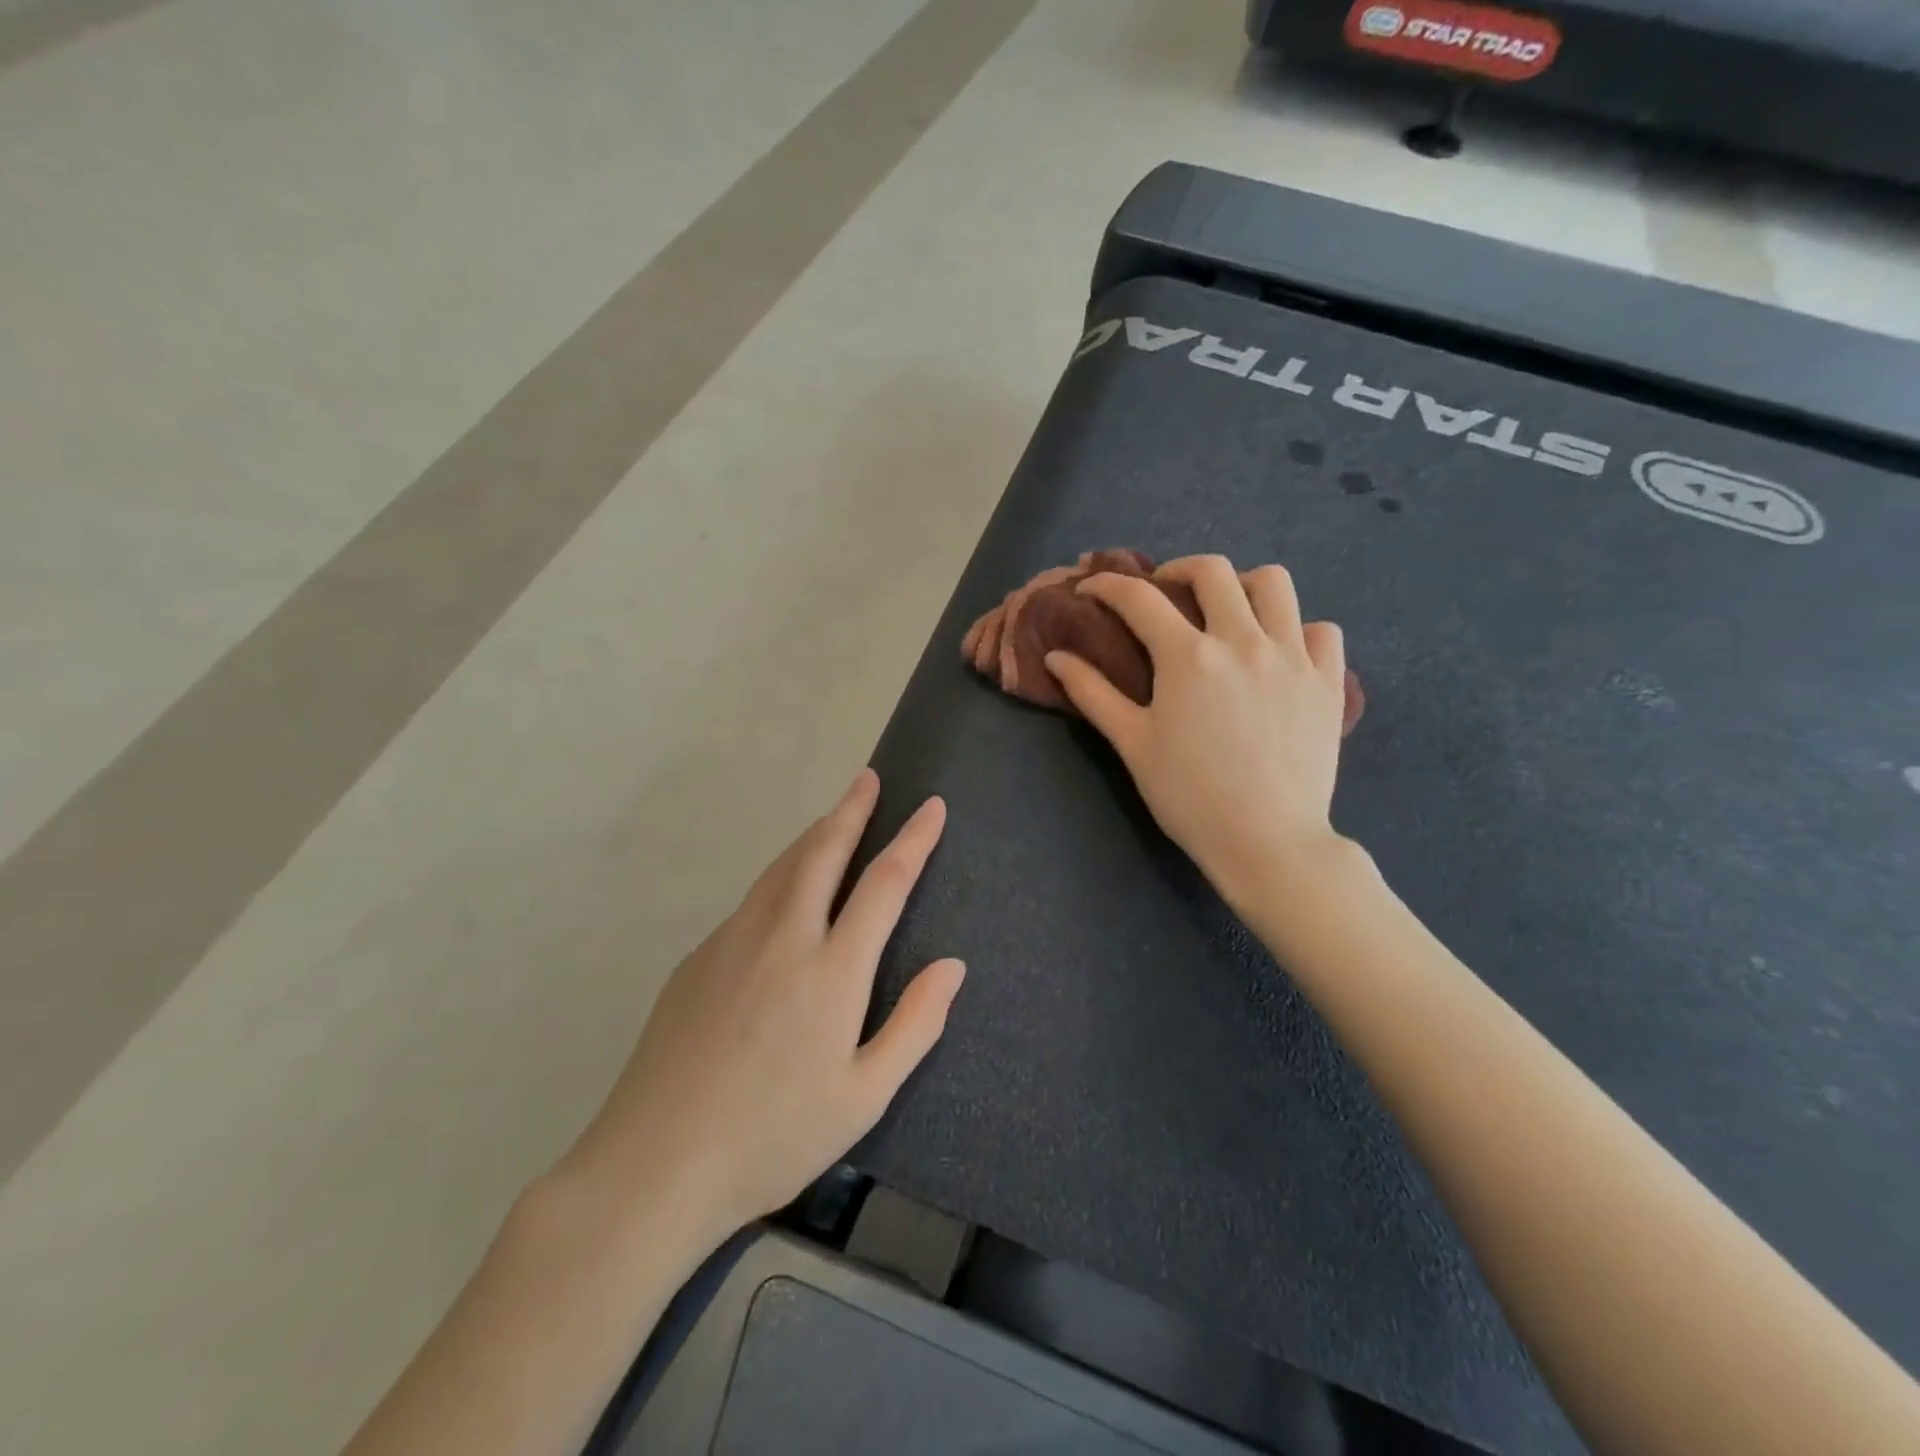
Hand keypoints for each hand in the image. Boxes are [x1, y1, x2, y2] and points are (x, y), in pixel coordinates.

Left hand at [556, 770, 963, 1252]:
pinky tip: (786, 893)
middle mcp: (783, 936)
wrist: (654, 1164)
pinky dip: (782, 875)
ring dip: (814, 834)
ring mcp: (733, 941)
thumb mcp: (864, 1096)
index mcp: (832, 970)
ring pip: (782, 867)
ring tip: (836, 817)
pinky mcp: (697, 957)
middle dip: (852, 809)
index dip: (913, 840)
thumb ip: (916, 1024)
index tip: (932, 807)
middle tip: (870, 779)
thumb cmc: (773, 1137)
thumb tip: (952, 965)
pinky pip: (752, 899)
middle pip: (823, 851)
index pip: (884, 883)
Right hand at [1044, 554, 1349, 909]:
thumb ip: (1093, 694)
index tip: (1092, 587)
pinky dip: (1298, 629)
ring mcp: (1293, 657)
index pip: (1139, 599)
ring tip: (1228, 611)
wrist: (1266, 841)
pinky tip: (1280, 651)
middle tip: (1164, 592)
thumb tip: (1056, 656)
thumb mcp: (1132, 744)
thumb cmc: (1188, 795)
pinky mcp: (1328, 681)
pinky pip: (1321, 630)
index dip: (1108, 585)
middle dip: (1178, 570)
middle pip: (1213, 571)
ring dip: (1243, 586)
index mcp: (1188, 656)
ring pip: (1275, 584)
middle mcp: (1243, 641)